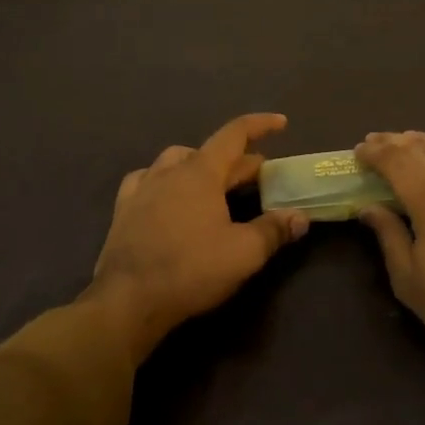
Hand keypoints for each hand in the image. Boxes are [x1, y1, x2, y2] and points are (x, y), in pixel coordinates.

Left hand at [86, 113, 307, 363]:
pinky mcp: (124, 210)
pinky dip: (165, 180)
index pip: (234, 134)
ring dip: (201, 165)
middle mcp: (170, 170)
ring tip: (215, 183)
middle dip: (240, 160)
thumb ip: (274, 230)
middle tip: (261, 175)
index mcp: (200, 172)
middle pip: (211, 153)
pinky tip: (167, 195)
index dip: (260, 125)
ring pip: (176, 161)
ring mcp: (143, 188)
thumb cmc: (190, 270)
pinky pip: (147, 180)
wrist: (126, 301)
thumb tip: (300, 216)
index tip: (281, 123)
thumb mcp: (243, 253)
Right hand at [355, 132, 424, 361]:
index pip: (395, 159)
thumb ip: (388, 234)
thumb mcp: (409, 278)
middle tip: (375, 141)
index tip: (358, 151)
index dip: (374, 152)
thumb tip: (368, 206)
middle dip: (394, 141)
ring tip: (406, 141)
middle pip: (421, 146)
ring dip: (423, 141)